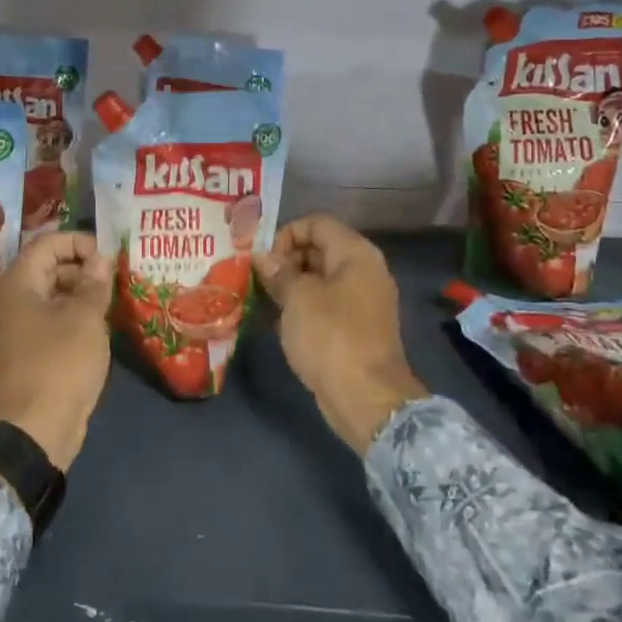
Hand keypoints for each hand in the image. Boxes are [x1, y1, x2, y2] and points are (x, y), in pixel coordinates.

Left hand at [0, 232, 113, 471]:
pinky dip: (75, 317)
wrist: (34, 430)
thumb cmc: (60, 364)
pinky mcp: (28, 351)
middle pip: (49, 267)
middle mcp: (12, 299)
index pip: (48, 243)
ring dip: (82, 294)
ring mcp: (18, 327)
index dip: (80, 242)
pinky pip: (52, 320)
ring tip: (113, 302)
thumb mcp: (85, 318)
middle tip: (116, 279)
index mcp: (19, 283)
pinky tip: (100, 327)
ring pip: (53, 295)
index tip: (109, 257)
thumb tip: (101, 258)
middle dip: (84, 268)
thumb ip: (94, 283)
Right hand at [253, 215, 427, 455]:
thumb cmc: (330, 336)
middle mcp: (363, 271)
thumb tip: (262, 256)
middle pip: (319, 249)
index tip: (264, 258)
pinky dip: (302, 308)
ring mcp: (361, 302)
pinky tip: (277, 322)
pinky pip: (324, 305)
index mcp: (356, 254)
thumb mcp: (298, 298)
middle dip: (285, 260)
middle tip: (256, 278)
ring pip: (320, 280)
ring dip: (290, 286)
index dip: (286, 234)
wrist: (365, 397)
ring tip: (261, 298)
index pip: (317, 223)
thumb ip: (279, 272)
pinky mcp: (355, 329)